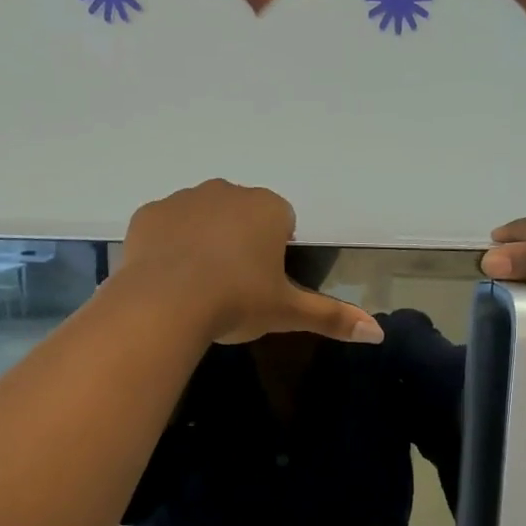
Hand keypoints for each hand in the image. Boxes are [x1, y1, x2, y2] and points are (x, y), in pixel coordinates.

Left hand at [121, 180, 383, 344]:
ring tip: (198, 284)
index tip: (265, 283)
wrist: (165, 305)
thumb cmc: (237, 302)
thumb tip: (378, 333)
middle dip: (240, 241)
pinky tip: (168, 277)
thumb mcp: (288, 312)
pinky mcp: (148, 214)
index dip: (276, 252)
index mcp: (267, 208)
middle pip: (242, 215)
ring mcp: (183, 199)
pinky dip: (169, 245)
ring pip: (202, 216)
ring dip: (204, 240)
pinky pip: (166, 226)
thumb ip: (332, 317)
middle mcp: (227, 191)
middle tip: (233, 286)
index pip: (282, 221)